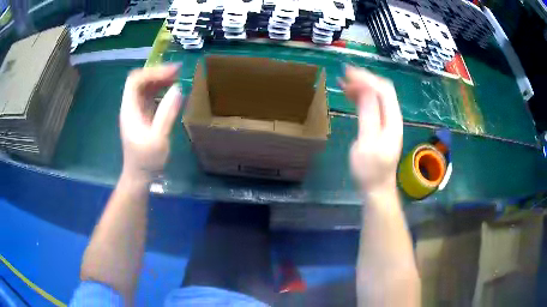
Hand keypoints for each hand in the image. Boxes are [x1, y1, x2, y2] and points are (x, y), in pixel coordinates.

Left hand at [119, 65, 181, 178]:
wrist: (139, 175)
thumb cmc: (147, 161)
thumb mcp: (158, 139)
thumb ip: (167, 113)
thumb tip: (178, 89)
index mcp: (130, 110)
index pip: (135, 81)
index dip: (152, 72)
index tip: (172, 72)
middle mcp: (131, 106)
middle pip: (139, 80)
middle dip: (157, 72)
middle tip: (178, 71)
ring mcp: (136, 110)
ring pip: (145, 87)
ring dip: (160, 79)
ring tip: (177, 77)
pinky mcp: (143, 115)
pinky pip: (150, 95)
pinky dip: (160, 89)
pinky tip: (172, 90)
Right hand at [340, 66, 402, 192]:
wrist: (376, 187)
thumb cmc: (370, 169)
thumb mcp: (367, 141)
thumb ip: (368, 113)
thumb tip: (364, 88)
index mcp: (392, 119)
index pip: (383, 89)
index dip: (366, 77)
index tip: (347, 72)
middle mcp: (393, 117)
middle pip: (382, 89)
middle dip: (364, 78)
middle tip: (343, 74)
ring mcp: (388, 121)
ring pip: (377, 95)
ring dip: (362, 86)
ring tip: (343, 82)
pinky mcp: (381, 126)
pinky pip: (373, 104)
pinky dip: (362, 97)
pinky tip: (350, 95)